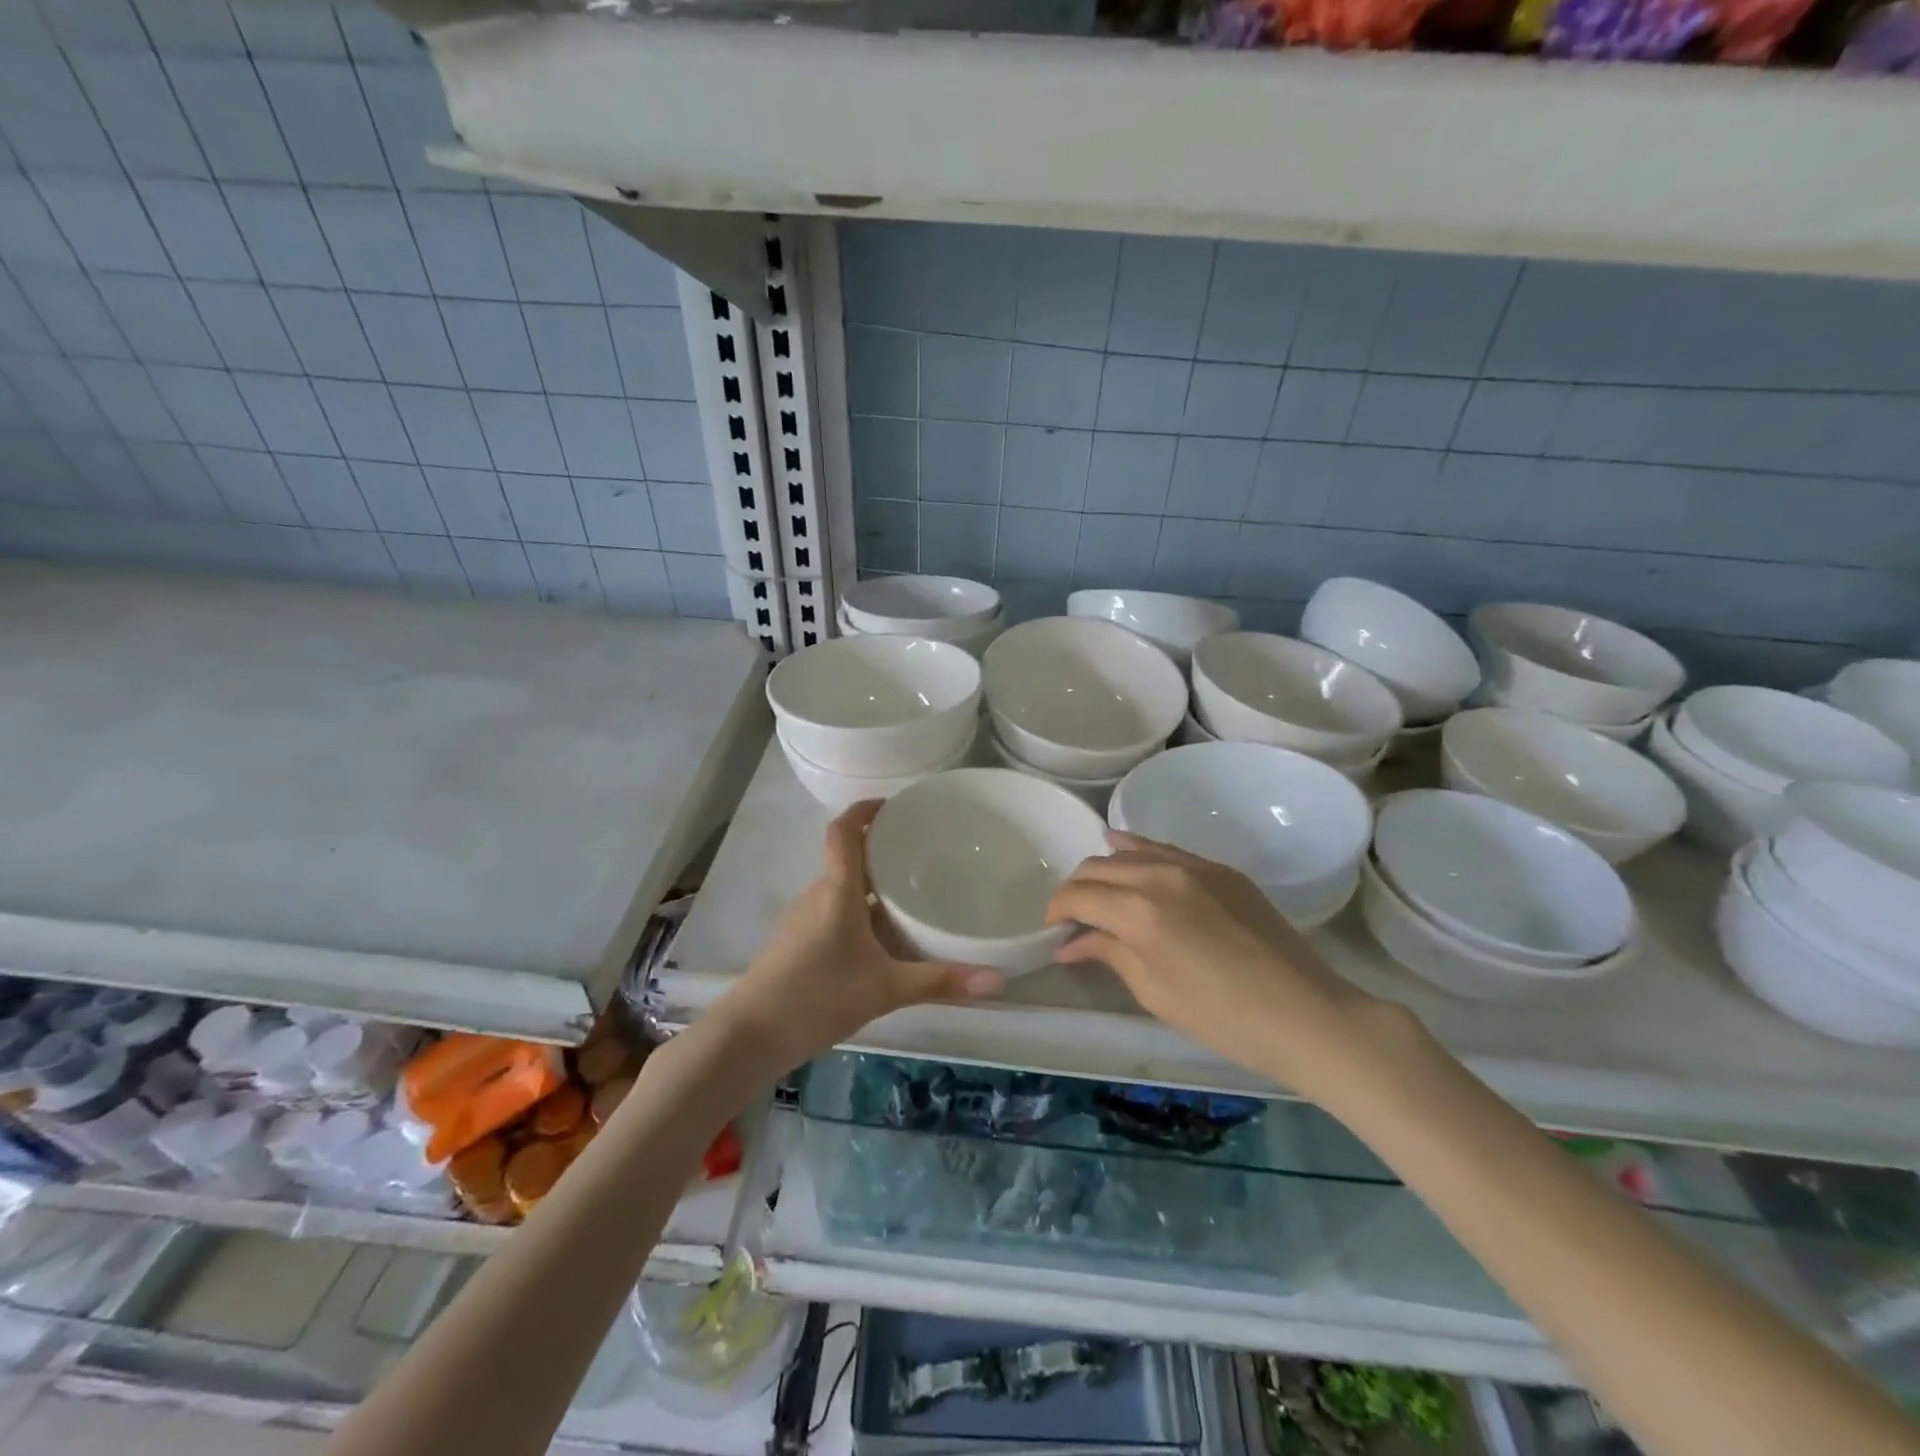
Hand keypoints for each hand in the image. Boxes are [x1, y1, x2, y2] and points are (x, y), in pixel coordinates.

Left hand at [723, 801, 1005, 1069]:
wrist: (748, 1037)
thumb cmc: (816, 997)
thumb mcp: (885, 990)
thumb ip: (940, 982)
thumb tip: (998, 979)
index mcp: (837, 891)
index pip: (844, 831)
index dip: (865, 811)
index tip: (893, 805)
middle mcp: (817, 896)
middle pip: (848, 858)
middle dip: (881, 851)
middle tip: (922, 855)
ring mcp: (803, 920)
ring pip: (842, 889)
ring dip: (871, 885)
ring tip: (910, 893)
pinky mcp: (797, 944)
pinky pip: (834, 912)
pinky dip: (859, 911)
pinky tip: (881, 939)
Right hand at [1045, 832, 1377, 1093]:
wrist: (1306, 1013)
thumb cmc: (1223, 1017)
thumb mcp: (1154, 991)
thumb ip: (1109, 953)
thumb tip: (1071, 942)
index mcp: (1138, 911)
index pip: (1079, 895)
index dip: (1058, 911)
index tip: (1054, 931)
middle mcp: (1159, 875)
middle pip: (1098, 867)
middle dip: (1077, 890)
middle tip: (1074, 919)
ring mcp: (1193, 865)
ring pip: (1129, 852)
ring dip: (1105, 870)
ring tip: (1101, 894)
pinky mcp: (1219, 869)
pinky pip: (1165, 849)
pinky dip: (1138, 851)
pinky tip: (1126, 851)